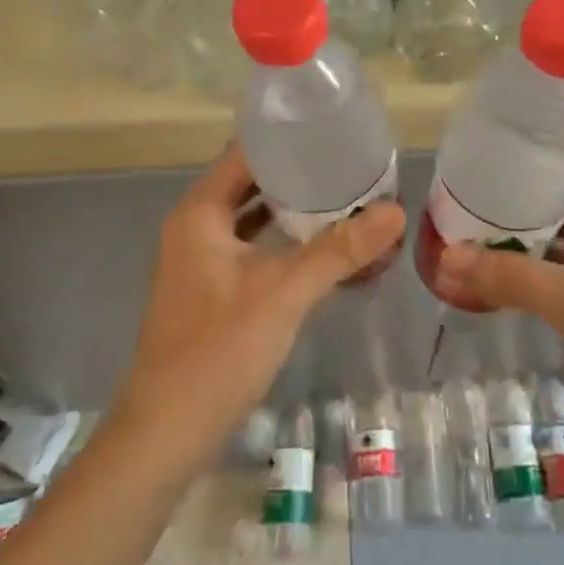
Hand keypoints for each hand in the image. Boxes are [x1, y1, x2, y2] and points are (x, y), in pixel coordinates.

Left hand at [114, 144, 404, 467]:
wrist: (166, 435)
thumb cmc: (218, 351)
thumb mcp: (284, 293)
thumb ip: (339, 250)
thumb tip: (396, 211)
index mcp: (199, 213)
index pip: (245, 153)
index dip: (288, 139)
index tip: (334, 130)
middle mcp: (196, 226)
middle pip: (252, 183)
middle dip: (301, 174)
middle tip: (353, 164)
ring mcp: (202, 259)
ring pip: (254, 218)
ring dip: (295, 210)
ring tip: (348, 197)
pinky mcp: (213, 288)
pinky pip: (254, 248)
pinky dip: (286, 243)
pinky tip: (325, 247)